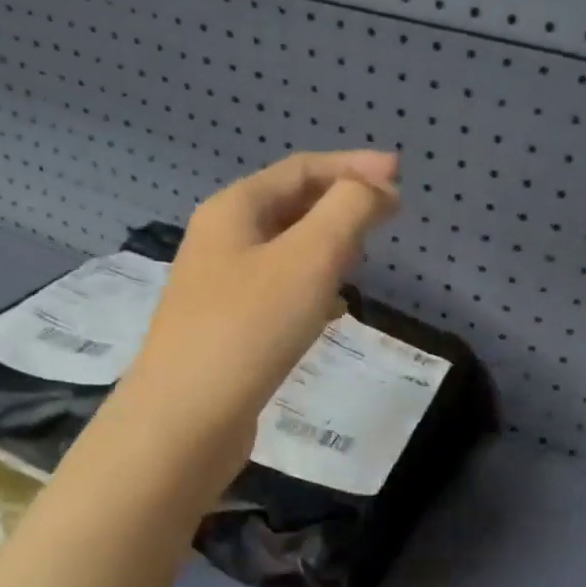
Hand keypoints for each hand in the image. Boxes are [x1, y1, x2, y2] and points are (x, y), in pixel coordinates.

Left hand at [115, 150, 399, 484]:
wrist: (185, 420)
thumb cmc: (249, 328)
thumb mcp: (309, 258)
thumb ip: (348, 211)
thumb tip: (374, 188)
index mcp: (234, 210)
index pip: (301, 170)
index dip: (353, 166)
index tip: (400, 176)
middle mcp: (221, 241)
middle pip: (290, 205)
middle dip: (340, 203)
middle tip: (387, 215)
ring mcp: (219, 287)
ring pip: (285, 250)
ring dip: (327, 245)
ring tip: (363, 256)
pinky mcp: (226, 329)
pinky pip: (278, 291)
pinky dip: (312, 287)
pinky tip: (333, 309)